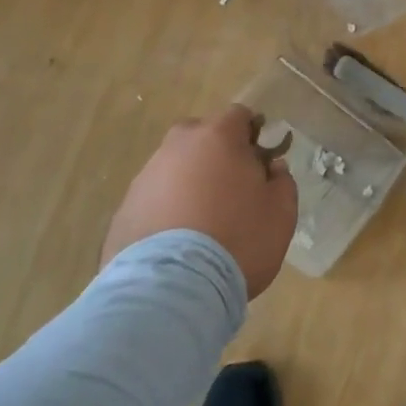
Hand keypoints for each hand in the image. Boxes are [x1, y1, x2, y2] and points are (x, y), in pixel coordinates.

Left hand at [102, 105, 297, 297]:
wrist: (172, 290)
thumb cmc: (238, 240)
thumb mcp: (281, 213)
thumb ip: (281, 182)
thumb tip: (272, 168)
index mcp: (218, 137)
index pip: (239, 115)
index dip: (253, 134)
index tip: (261, 160)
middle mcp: (177, 147)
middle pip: (202, 136)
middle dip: (217, 154)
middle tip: (233, 189)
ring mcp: (146, 177)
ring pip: (175, 168)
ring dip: (190, 183)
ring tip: (203, 223)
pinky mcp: (124, 210)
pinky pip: (155, 199)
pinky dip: (167, 210)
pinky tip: (179, 242)